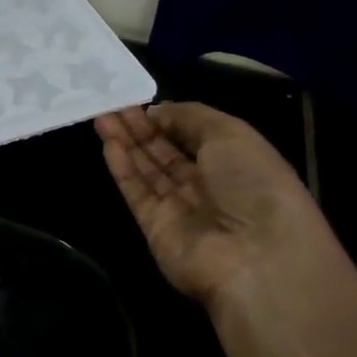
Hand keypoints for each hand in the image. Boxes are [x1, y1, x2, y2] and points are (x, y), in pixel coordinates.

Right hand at [94, 101, 339, 319]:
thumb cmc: (253, 184)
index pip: (196, 136)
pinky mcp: (156, 227)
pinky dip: (123, 168)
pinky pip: (137, 192)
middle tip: (112, 104)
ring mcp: (181, 208)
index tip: (143, 101)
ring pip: (148, 169)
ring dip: (125, 142)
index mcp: (237, 162)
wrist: (254, 256)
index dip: (170, 118)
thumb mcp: (231, 134)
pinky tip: (108, 144)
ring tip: (101, 116)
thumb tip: (156, 112)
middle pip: (167, 152)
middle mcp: (210, 186)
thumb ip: (190, 116)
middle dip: (141, 127)